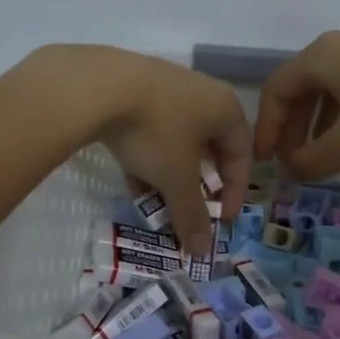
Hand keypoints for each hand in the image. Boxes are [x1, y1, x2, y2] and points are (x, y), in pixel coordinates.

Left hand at [28, 45, 250, 254]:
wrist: (97, 85)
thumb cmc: (155, 131)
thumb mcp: (176, 179)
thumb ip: (192, 215)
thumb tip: (203, 252)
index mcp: (225, 109)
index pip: (241, 156)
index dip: (234, 192)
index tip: (221, 221)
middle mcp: (203, 93)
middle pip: (209, 148)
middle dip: (198, 186)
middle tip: (190, 210)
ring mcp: (167, 87)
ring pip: (177, 141)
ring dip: (170, 175)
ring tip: (157, 202)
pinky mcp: (134, 88)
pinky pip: (151, 129)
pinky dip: (148, 157)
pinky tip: (132, 181)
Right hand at [254, 26, 339, 178]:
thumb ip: (312, 161)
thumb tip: (291, 170)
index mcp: (324, 54)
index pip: (277, 89)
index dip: (267, 128)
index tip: (267, 161)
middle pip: (304, 84)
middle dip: (294, 127)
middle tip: (295, 161)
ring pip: (334, 84)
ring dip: (321, 121)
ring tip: (327, 154)